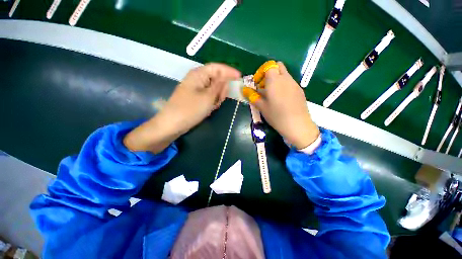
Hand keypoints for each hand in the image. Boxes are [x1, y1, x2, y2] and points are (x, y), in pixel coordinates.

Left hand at [124, 63, 240, 152]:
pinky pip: (208, 96)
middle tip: (219, 100)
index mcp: (199, 74)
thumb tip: (226, 77)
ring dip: (216, 97)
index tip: (240, 77)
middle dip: (221, 89)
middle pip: (216, 78)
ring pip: (213, 89)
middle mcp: (197, 79)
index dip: (229, 71)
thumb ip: (219, 85)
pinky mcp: (195, 97)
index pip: (217, 67)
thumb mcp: (208, 97)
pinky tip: (209, 108)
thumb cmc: (191, 109)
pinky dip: (211, 101)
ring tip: (213, 106)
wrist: (173, 124)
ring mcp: (196, 88)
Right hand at [243, 62, 318, 149]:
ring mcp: (294, 84)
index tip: (258, 83)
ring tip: (272, 95)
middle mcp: (286, 78)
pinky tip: (282, 99)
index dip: (261, 72)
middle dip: (270, 73)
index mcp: (275, 80)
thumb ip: (253, 96)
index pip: (269, 66)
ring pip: (285, 75)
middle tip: (264, 86)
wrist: (297, 125)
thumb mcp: (262, 107)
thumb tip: (244, 90)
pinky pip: (290, 82)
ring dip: (277, 80)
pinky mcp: (300, 90)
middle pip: (278, 66)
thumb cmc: (276, 115)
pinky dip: (283, 86)